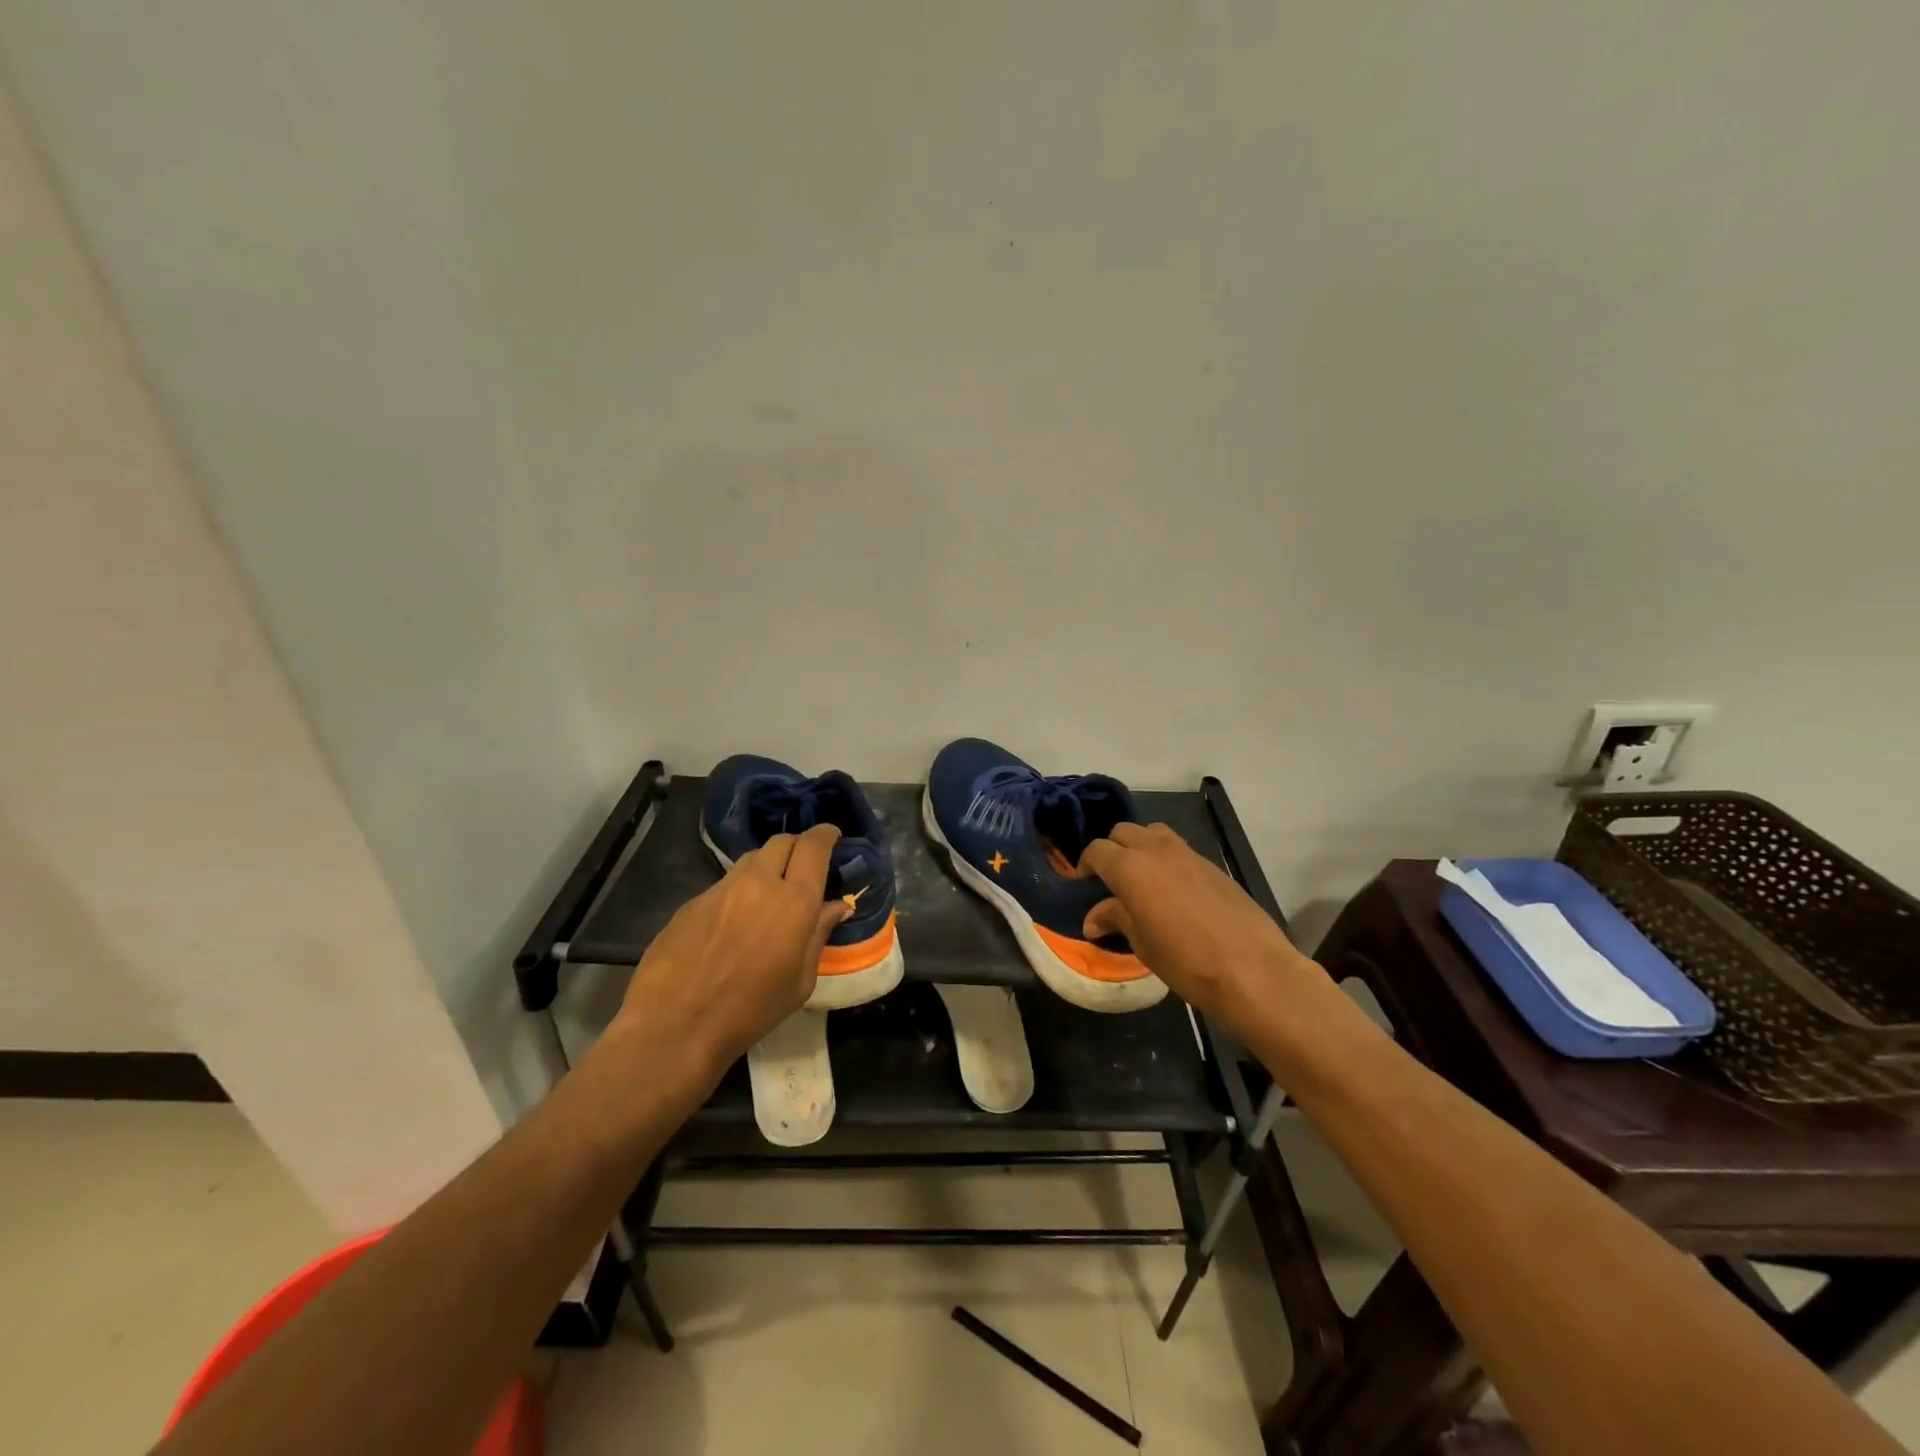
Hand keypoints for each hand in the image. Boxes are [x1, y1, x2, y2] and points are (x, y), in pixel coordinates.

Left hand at [610, 824, 848, 1084]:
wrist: (675, 1025)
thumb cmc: (751, 1011)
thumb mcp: (800, 980)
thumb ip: (819, 934)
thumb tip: (835, 906)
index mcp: (795, 901)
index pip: (814, 845)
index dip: (826, 835)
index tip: (833, 837)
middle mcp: (759, 882)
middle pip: (782, 842)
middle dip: (798, 847)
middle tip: (804, 866)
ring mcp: (721, 888)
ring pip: (751, 860)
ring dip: (768, 866)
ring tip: (770, 893)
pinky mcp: (692, 901)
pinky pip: (725, 884)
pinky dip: (739, 891)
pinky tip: (734, 921)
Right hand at [1078, 822, 1318, 1031]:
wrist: (1251, 967)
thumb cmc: (1184, 959)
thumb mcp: (1141, 943)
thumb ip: (1116, 919)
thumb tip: (1093, 919)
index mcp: (1130, 867)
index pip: (1097, 851)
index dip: (1086, 864)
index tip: (1085, 883)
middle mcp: (1156, 850)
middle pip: (1124, 832)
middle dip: (1112, 850)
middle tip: (1110, 879)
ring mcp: (1187, 853)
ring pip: (1153, 833)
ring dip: (1141, 847)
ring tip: (1142, 877)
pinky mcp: (1212, 865)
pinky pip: (1179, 850)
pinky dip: (1167, 860)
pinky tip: (1173, 891)